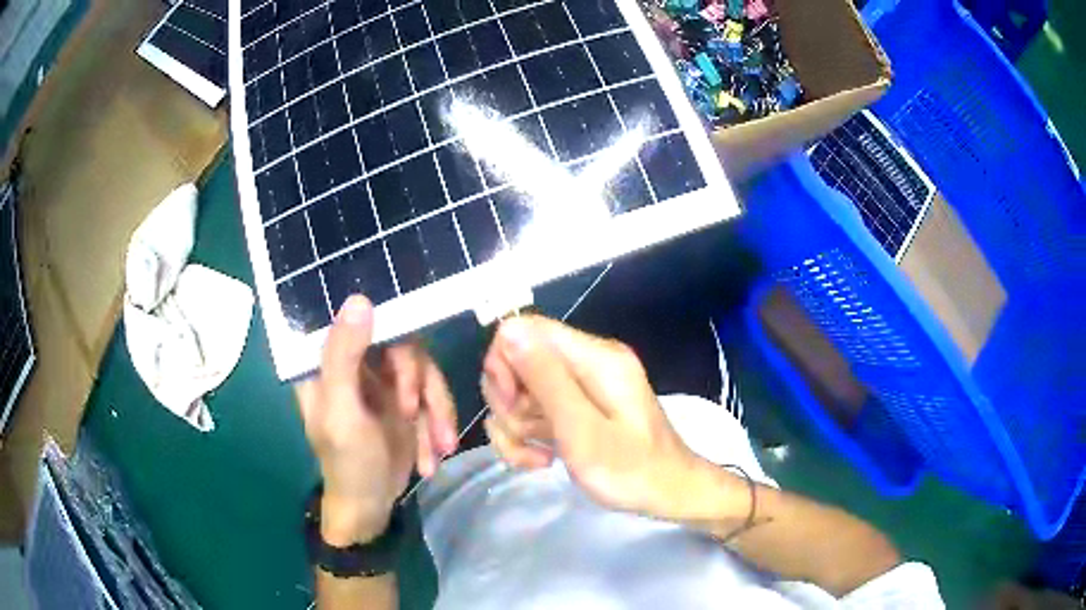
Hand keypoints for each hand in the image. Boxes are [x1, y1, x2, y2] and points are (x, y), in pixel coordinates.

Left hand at [295, 295, 457, 544]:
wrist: (371, 507)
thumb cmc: (347, 463)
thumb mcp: (342, 413)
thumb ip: (344, 358)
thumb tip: (359, 298)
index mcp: (327, 359)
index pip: (357, 317)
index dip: (388, 322)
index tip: (407, 349)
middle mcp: (356, 361)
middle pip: (401, 342)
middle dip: (416, 383)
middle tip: (413, 414)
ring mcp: (383, 379)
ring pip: (424, 369)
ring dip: (436, 411)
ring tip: (441, 447)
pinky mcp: (406, 398)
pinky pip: (433, 395)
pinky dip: (438, 425)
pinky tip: (435, 454)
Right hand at [480, 315, 707, 520]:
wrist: (668, 495)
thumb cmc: (631, 470)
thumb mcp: (583, 431)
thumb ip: (546, 380)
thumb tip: (509, 330)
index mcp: (594, 357)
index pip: (524, 329)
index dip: (503, 364)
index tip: (510, 405)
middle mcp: (586, 361)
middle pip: (517, 361)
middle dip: (508, 403)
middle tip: (527, 436)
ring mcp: (581, 385)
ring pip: (520, 392)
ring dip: (516, 428)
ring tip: (539, 458)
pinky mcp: (576, 407)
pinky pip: (533, 411)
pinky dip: (527, 437)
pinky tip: (541, 460)